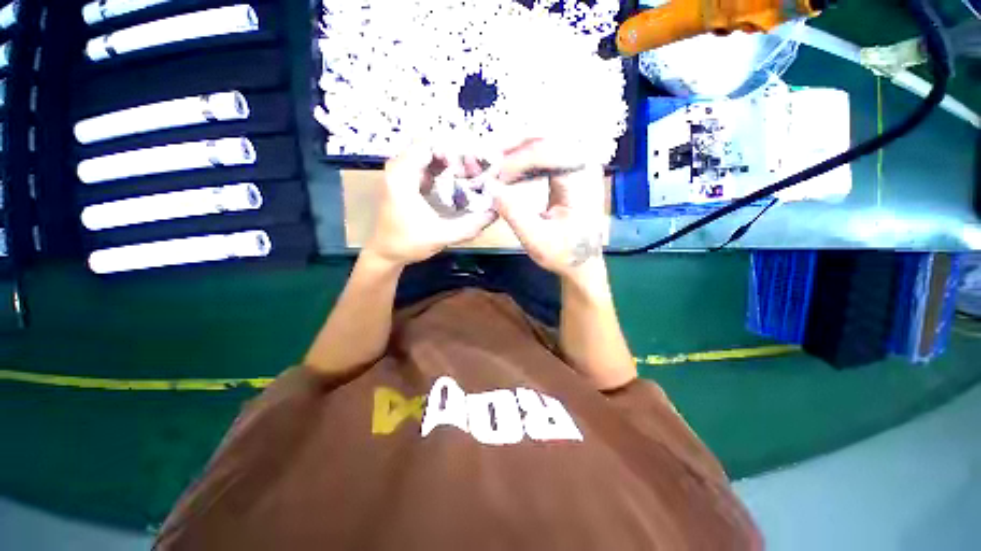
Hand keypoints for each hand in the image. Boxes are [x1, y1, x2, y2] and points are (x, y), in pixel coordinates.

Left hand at [365, 146, 496, 265]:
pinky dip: (443, 171)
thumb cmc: (408, 243)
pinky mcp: (405, 181)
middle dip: (455, 157)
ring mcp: (401, 173)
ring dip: (450, 164)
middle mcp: (399, 167)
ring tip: (469, 178)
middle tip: (473, 173)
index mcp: (402, 174)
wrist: (385, 253)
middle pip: (431, 146)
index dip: (453, 151)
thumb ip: (470, 226)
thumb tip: (495, 213)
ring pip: (430, 155)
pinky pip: (427, 166)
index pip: (430, 143)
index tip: (471, 168)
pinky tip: (456, 185)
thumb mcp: (442, 235)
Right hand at [493, 139, 606, 278]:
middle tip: (488, 156)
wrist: (583, 261)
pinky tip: (509, 168)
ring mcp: (580, 165)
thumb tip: (489, 186)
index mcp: (581, 181)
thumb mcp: (536, 239)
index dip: (515, 160)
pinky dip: (524, 158)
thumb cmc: (563, 253)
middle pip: (546, 137)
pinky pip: (546, 153)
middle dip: (514, 145)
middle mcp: (585, 165)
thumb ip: (513, 213)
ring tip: (494, 161)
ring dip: (517, 149)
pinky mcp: (571, 171)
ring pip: (545, 141)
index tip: (493, 176)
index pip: (546, 152)